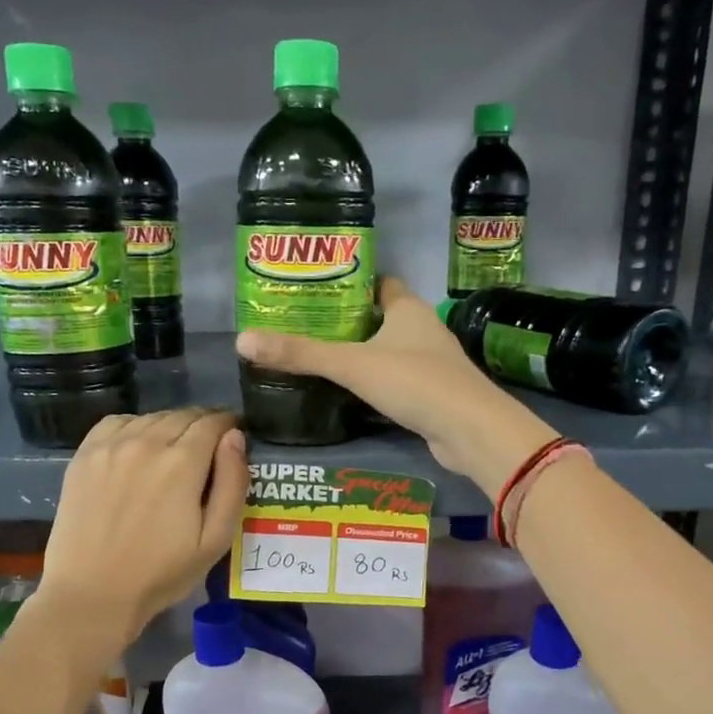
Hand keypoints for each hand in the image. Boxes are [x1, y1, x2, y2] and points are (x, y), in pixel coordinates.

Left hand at [39, 409, 247, 641]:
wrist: (92, 594)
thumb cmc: (162, 573)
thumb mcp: (216, 539)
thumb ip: (232, 483)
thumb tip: (236, 437)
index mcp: (183, 462)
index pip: (213, 423)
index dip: (229, 425)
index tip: (235, 436)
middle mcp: (146, 442)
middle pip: (184, 415)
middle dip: (203, 425)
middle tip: (209, 447)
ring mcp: (111, 446)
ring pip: (152, 417)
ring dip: (171, 426)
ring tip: (175, 449)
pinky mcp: (85, 455)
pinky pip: (118, 422)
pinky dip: (136, 426)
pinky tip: (139, 447)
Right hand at [235, 277, 556, 497]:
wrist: (470, 431)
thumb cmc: (415, 382)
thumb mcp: (352, 364)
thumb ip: (301, 353)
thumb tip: (242, 340)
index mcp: (408, 308)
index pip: (379, 283)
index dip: (351, 282)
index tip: (316, 289)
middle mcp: (422, 329)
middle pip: (380, 317)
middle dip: (348, 321)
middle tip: (305, 326)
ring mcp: (429, 363)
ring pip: (388, 350)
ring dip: (361, 353)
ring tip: (318, 357)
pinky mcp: (431, 395)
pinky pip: (395, 380)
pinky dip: (374, 383)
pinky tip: (348, 393)